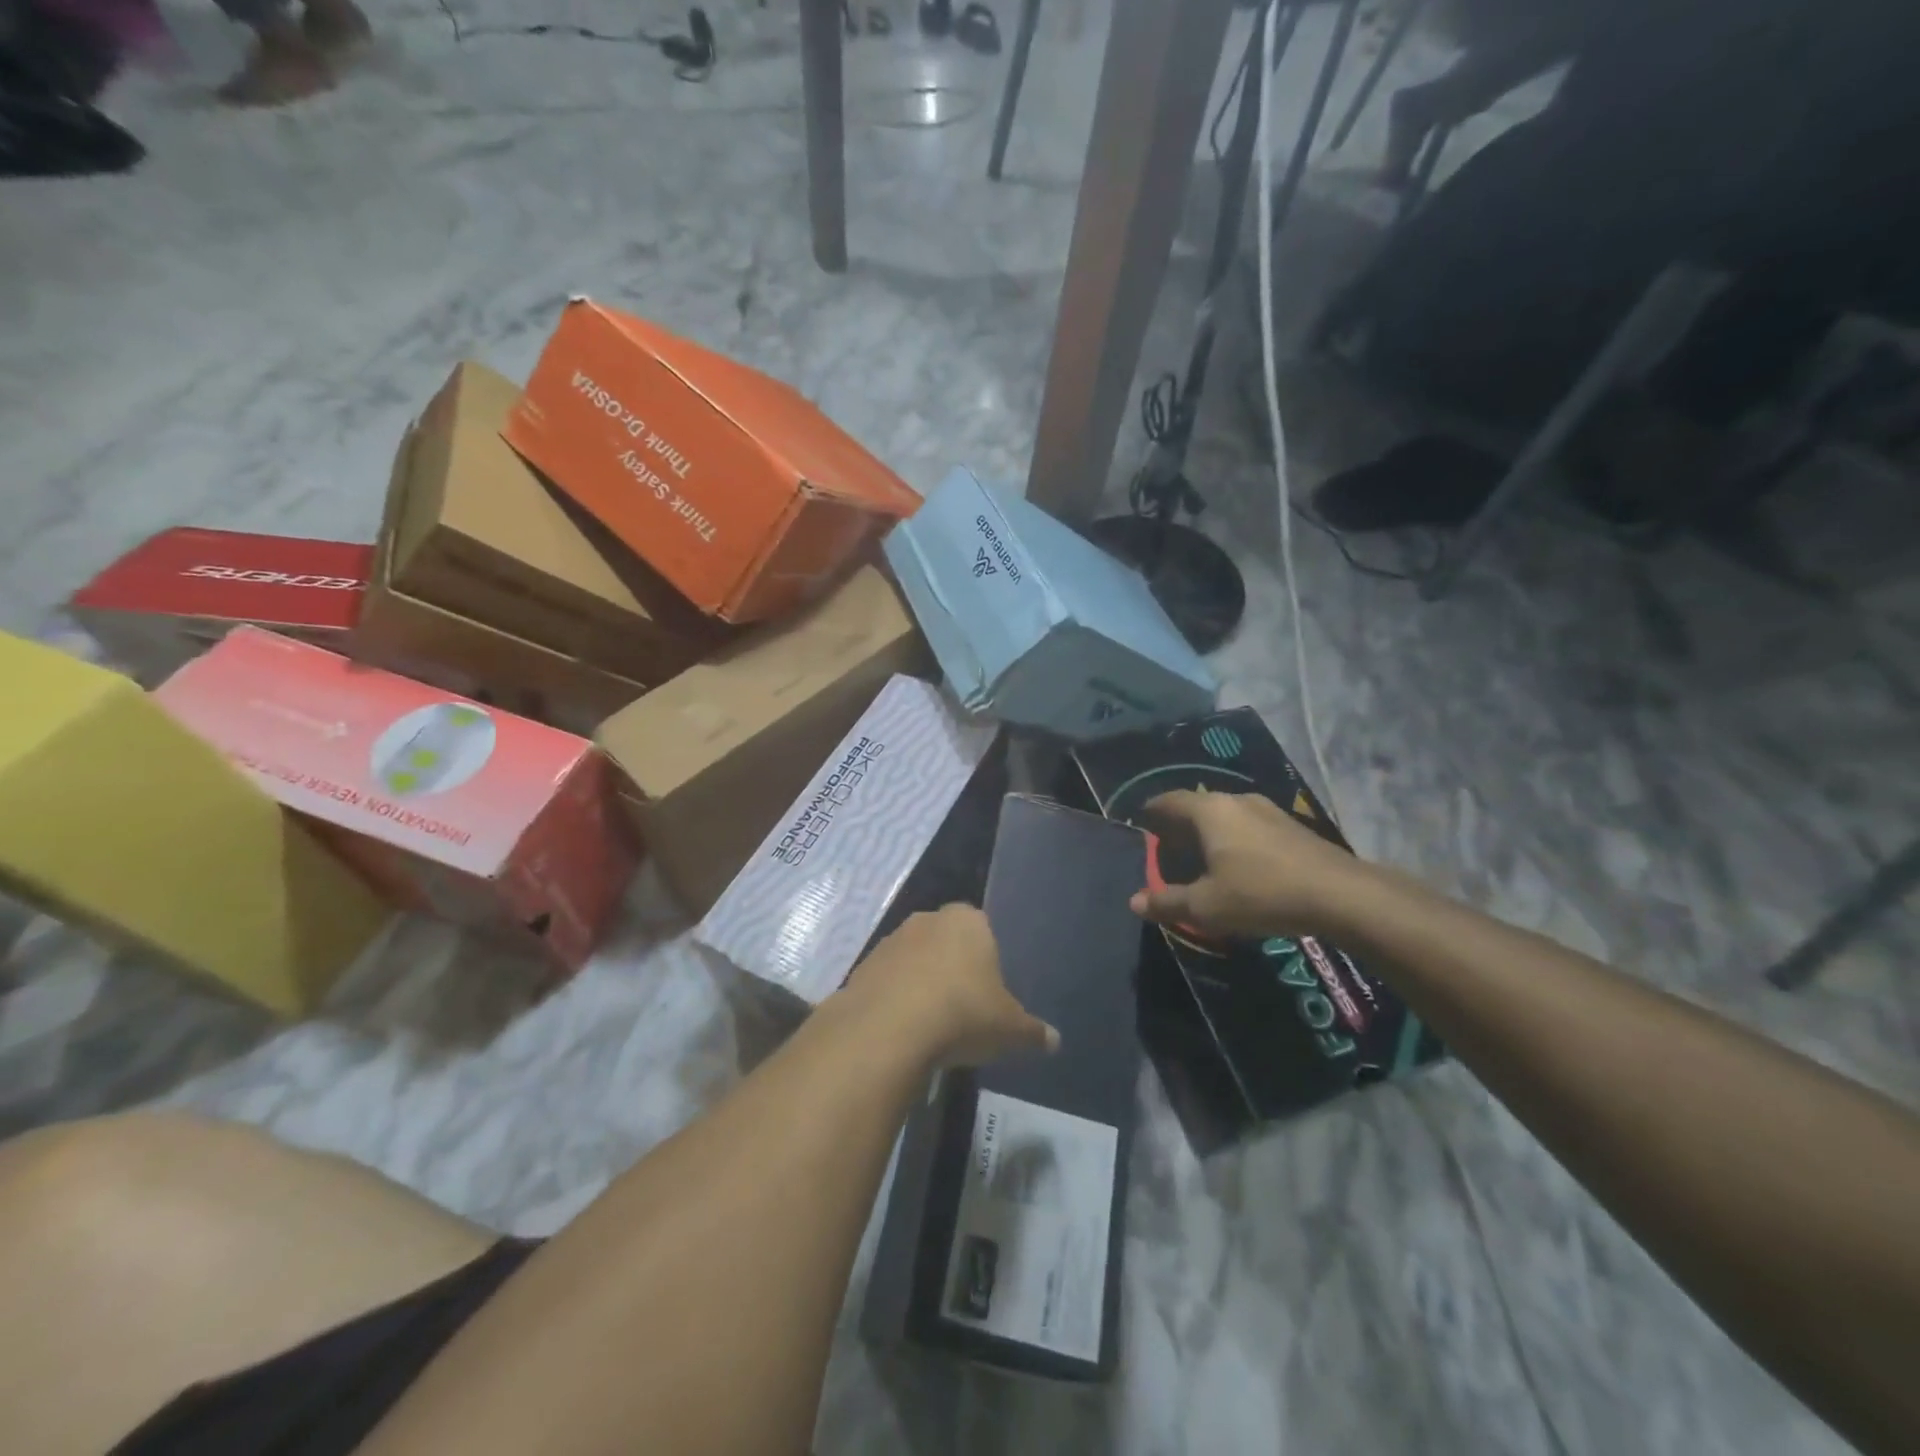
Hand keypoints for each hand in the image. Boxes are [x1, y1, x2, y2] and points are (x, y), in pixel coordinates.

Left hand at [843, 905, 1058, 1067]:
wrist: (888, 1028)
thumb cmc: (962, 1014)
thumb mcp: (1009, 1029)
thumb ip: (1033, 1031)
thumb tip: (1054, 1040)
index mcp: (968, 921)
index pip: (982, 929)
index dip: (985, 959)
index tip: (988, 993)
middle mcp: (927, 920)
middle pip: (945, 941)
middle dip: (952, 968)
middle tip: (962, 1008)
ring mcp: (890, 941)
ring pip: (913, 959)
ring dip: (919, 983)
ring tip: (930, 1025)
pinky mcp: (862, 967)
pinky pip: (887, 982)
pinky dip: (894, 1001)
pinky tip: (901, 1031)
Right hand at [1132, 789, 1370, 940]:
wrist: (1340, 895)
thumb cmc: (1261, 893)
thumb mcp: (1206, 906)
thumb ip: (1167, 902)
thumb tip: (1134, 901)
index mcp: (1208, 811)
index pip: (1167, 801)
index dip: (1149, 813)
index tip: (1139, 827)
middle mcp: (1235, 800)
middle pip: (1195, 806)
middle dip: (1178, 826)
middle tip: (1167, 851)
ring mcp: (1267, 810)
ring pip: (1224, 815)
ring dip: (1208, 833)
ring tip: (1201, 860)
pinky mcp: (1291, 826)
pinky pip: (1248, 825)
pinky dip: (1233, 839)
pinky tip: (1239, 865)